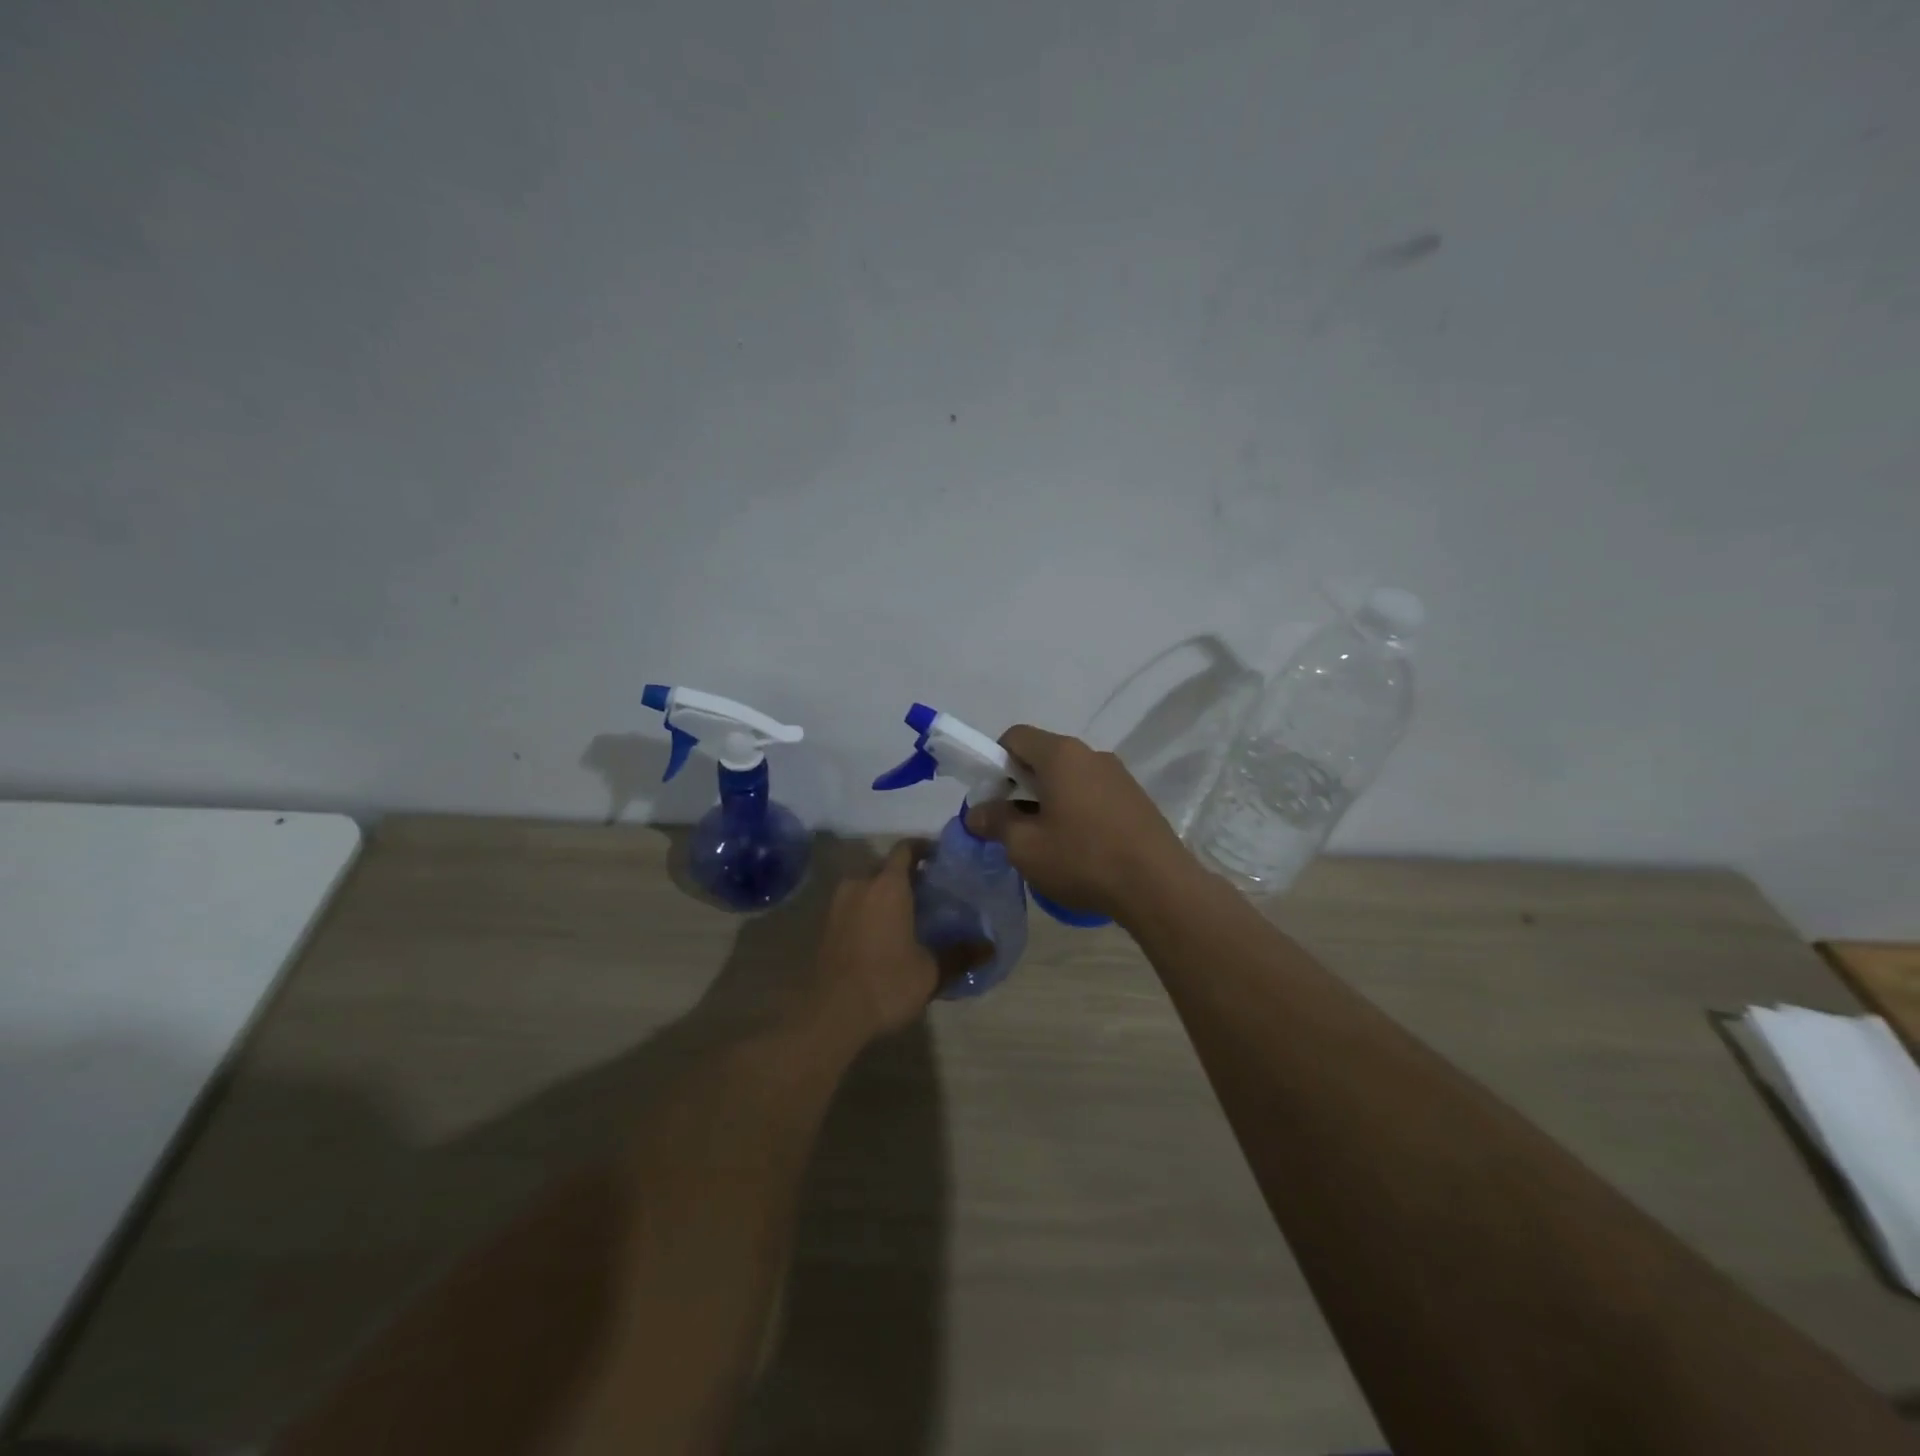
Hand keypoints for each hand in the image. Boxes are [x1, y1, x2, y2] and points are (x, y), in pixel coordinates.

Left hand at [805, 842, 942, 1045]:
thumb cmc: (886, 982)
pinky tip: (884, 934)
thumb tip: (990, 947)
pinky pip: (853, 906)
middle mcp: (860, 885)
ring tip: (908, 915)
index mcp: (888, 885)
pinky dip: (869, 911)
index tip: (941, 859)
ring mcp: (838, 904)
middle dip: (906, 876)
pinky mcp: (826, 925)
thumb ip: (960, 955)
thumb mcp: (931, 971)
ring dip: (885, 895)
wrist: (831, 1014)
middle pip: (885, 868)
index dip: (924, 848)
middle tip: (929, 893)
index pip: (906, 849)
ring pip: (867, 887)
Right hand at [966, 725, 1195, 923]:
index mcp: (1061, 755)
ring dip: (1049, 798)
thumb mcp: (1026, 847)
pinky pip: (1094, 793)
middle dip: (1020, 784)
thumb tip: (976, 812)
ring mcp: (1118, 775)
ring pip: (1070, 776)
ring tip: (1047, 840)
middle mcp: (1091, 754)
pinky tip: (1079, 846)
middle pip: (1044, 756)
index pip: (1016, 737)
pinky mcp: (1136, 798)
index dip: (995, 761)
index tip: (993, 797)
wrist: (1159, 886)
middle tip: (1013, 823)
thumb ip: (996, 823)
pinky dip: (1076, 809)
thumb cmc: (1083, 859)